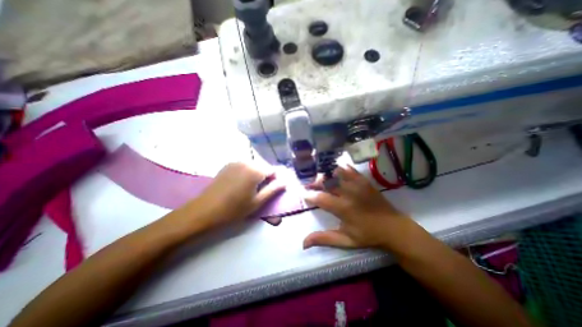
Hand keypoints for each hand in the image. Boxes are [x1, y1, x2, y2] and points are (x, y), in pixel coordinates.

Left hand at [192, 162, 284, 228]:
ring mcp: (235, 162)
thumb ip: (273, 190)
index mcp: (255, 170)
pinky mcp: (227, 165)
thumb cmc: (235, 209)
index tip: (268, 190)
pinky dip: (246, 172)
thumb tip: (284, 182)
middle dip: (264, 177)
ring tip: (248, 188)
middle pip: (262, 167)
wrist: (206, 210)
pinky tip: (238, 184)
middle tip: (258, 191)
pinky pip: (243, 166)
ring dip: (255, 174)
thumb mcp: (257, 202)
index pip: (272, 170)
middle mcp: (246, 162)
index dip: (273, 180)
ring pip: (253, 166)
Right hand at [303, 166, 410, 249]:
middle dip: (315, 182)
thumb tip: (303, 243)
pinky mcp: (364, 181)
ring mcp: (357, 184)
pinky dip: (340, 168)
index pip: (320, 198)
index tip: (304, 194)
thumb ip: (324, 239)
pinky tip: (335, 171)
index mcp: (343, 208)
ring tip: (321, 178)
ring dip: (327, 173)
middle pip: (327, 181)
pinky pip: (350, 169)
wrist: (394, 228)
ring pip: (337, 172)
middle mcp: (348, 193)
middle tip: (310, 185)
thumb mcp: (345, 240)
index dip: (309, 195)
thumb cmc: (368, 235)